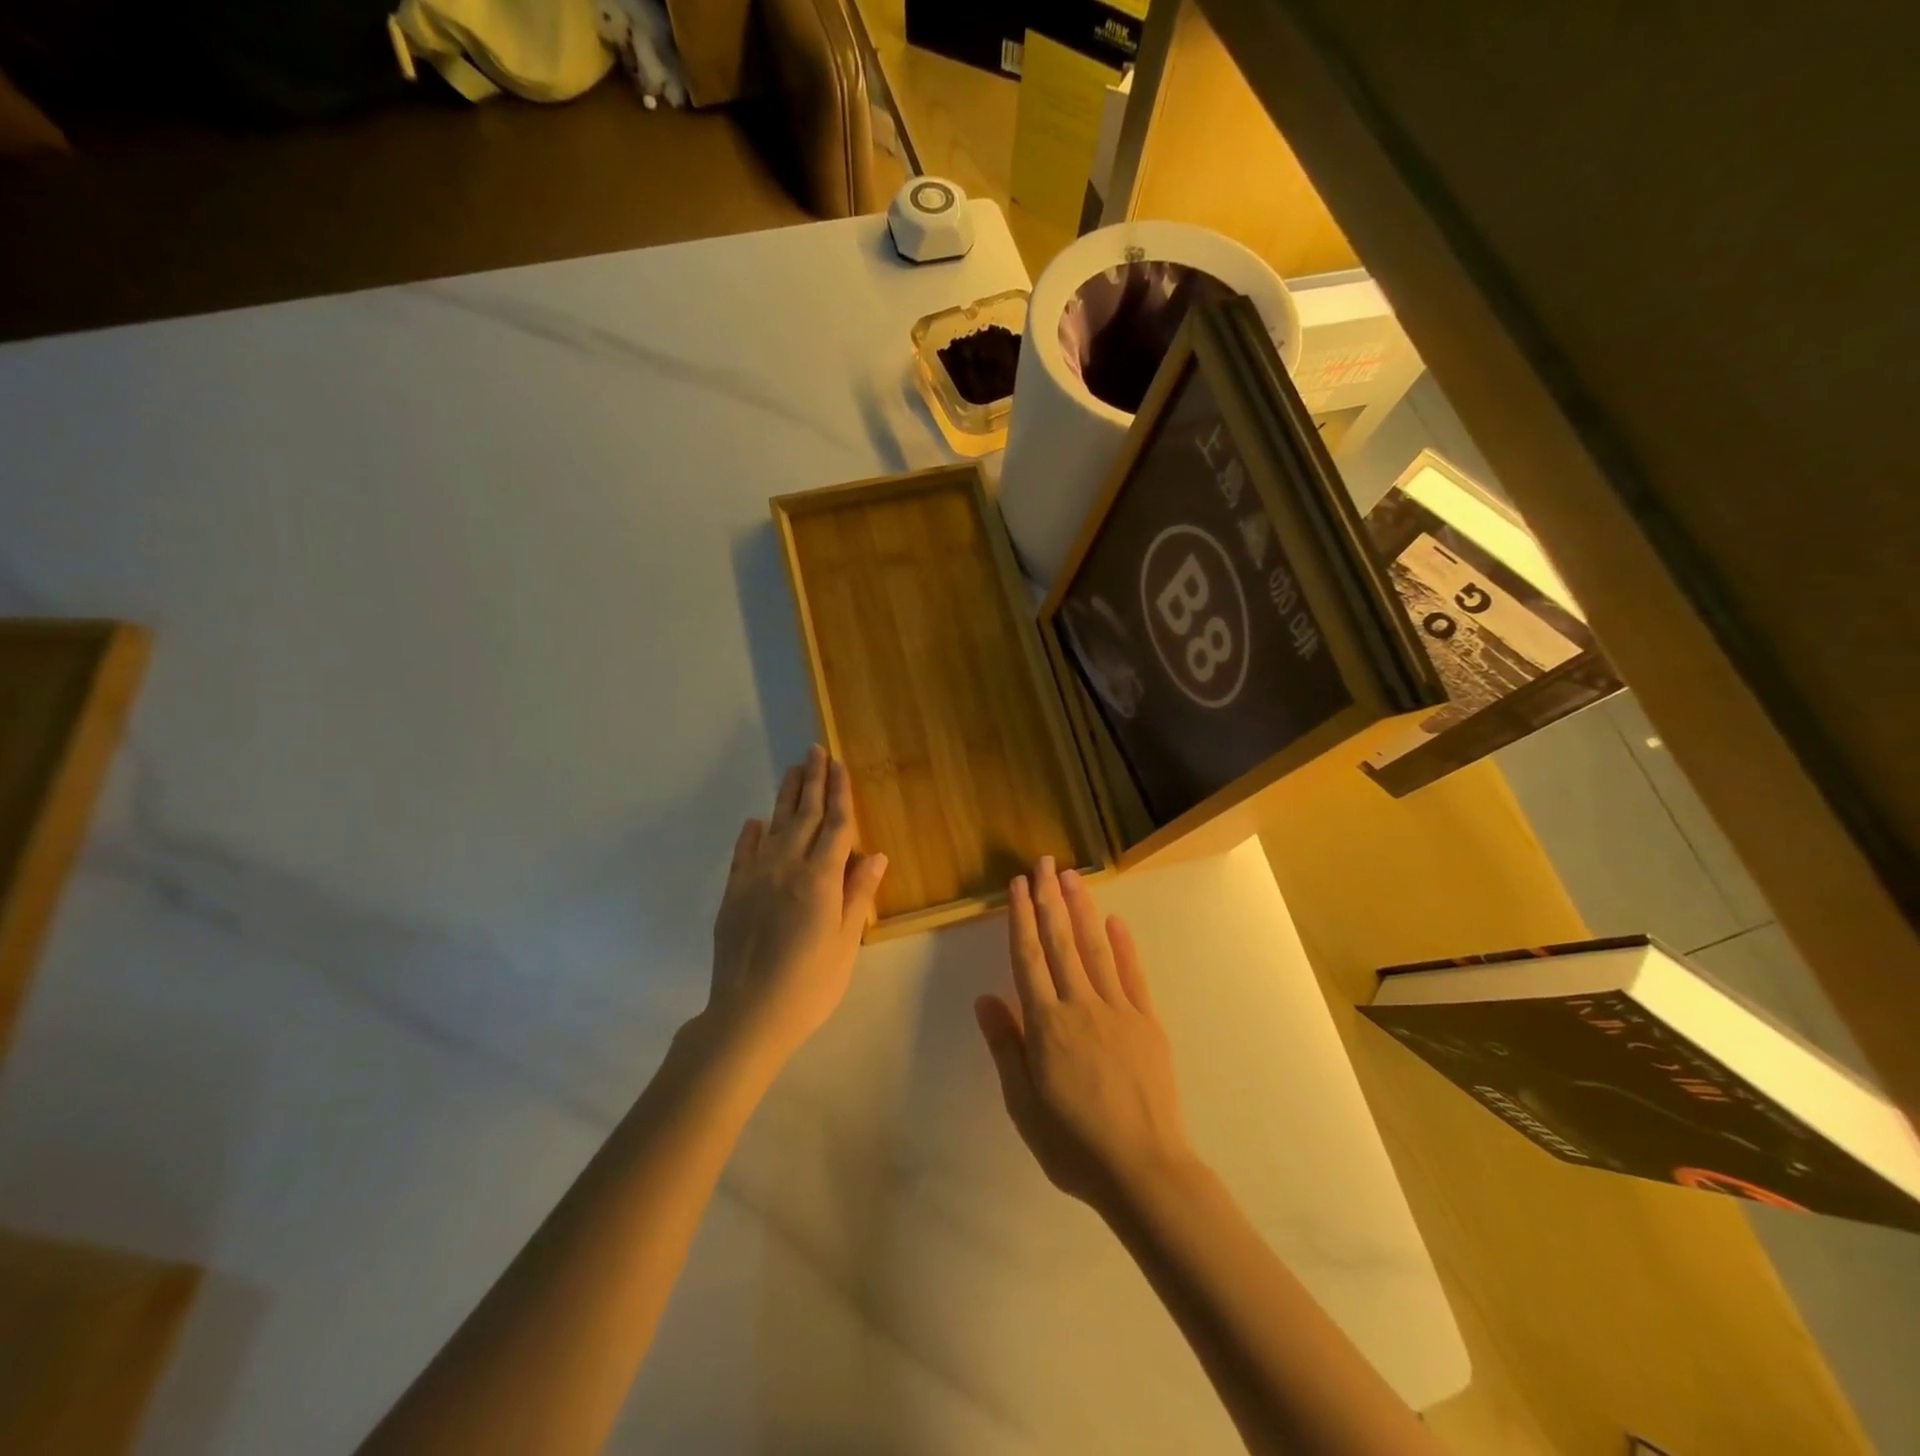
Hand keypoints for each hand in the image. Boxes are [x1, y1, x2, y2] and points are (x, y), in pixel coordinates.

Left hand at [707, 747, 886, 1064]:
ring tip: (792, 771)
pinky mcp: (733, 894)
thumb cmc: (809, 984)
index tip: (839, 764)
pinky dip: (750, 835)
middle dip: (813, 782)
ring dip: (785, 797)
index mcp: (820, 878)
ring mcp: (756, 878)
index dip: (840, 793)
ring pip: (774, 827)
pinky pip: (743, 854)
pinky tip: (754, 822)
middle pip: (804, 816)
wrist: (748, 1014)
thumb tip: (875, 854)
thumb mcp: (845, 942)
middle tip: (815, 750)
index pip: (836, 825)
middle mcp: (787, 867)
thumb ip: (857, 894)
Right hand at [974, 857, 1194, 1213]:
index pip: (1028, 958)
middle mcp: (1080, 1005)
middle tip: (1044, 863)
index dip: (1022, 918)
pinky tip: (1114, 921)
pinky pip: (1132, 975)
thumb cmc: (1072, 1142)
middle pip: (1060, 942)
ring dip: (1081, 909)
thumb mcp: (1023, 1103)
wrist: (1143, 1169)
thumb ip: (1006, 1046)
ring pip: (1095, 948)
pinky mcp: (1146, 1021)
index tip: (1018, 885)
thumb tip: (985, 998)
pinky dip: (1123, 945)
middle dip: (1050, 899)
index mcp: (1046, 1024)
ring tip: (1072, 876)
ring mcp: (1118, 1010)